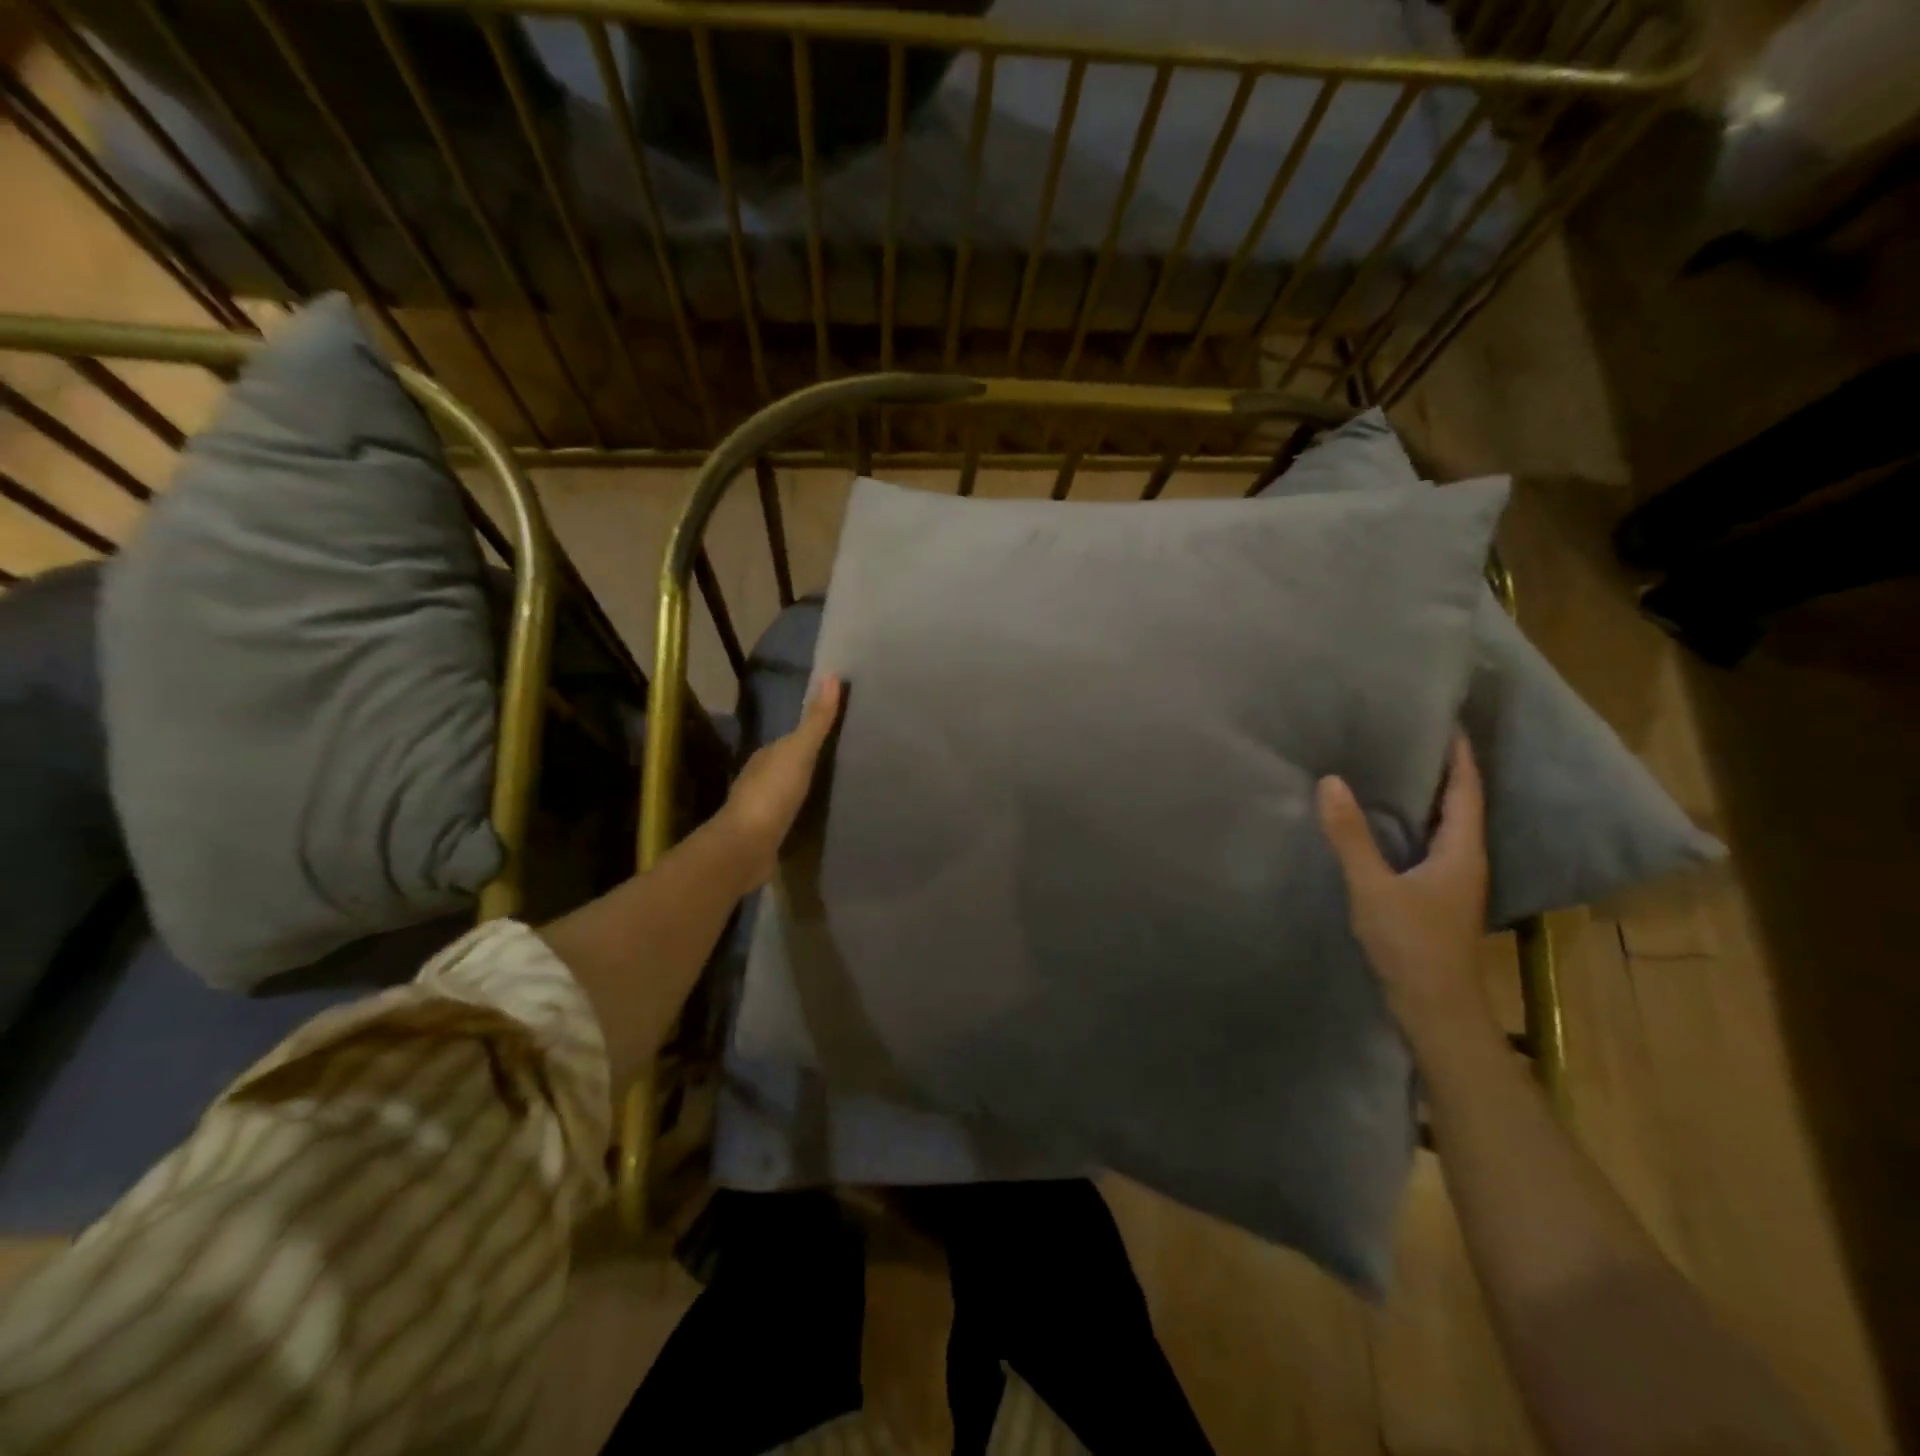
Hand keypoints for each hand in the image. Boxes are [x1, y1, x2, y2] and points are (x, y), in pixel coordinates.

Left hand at [720, 675, 843, 886]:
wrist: (746, 848)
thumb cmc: (772, 795)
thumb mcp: (798, 752)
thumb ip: (816, 720)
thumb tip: (831, 676)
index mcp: (766, 756)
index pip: (792, 738)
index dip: (814, 732)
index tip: (842, 729)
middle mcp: (761, 779)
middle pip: (791, 765)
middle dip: (813, 761)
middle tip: (850, 758)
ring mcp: (763, 809)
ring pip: (791, 791)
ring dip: (809, 788)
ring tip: (842, 787)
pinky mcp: (769, 835)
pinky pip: (792, 817)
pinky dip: (806, 813)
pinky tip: (823, 817)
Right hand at [1318, 734, 1491, 1044]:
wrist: (1434, 1009)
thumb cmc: (1412, 944)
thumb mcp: (1374, 887)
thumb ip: (1351, 837)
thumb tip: (1330, 781)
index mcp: (1462, 851)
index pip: (1466, 790)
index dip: (1460, 755)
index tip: (1449, 720)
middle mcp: (1464, 860)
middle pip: (1460, 804)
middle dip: (1442, 769)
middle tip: (1411, 735)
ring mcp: (1451, 880)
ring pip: (1444, 826)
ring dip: (1427, 797)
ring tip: (1394, 767)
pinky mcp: (1434, 896)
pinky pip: (1427, 844)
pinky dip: (1411, 823)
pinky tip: (1384, 820)